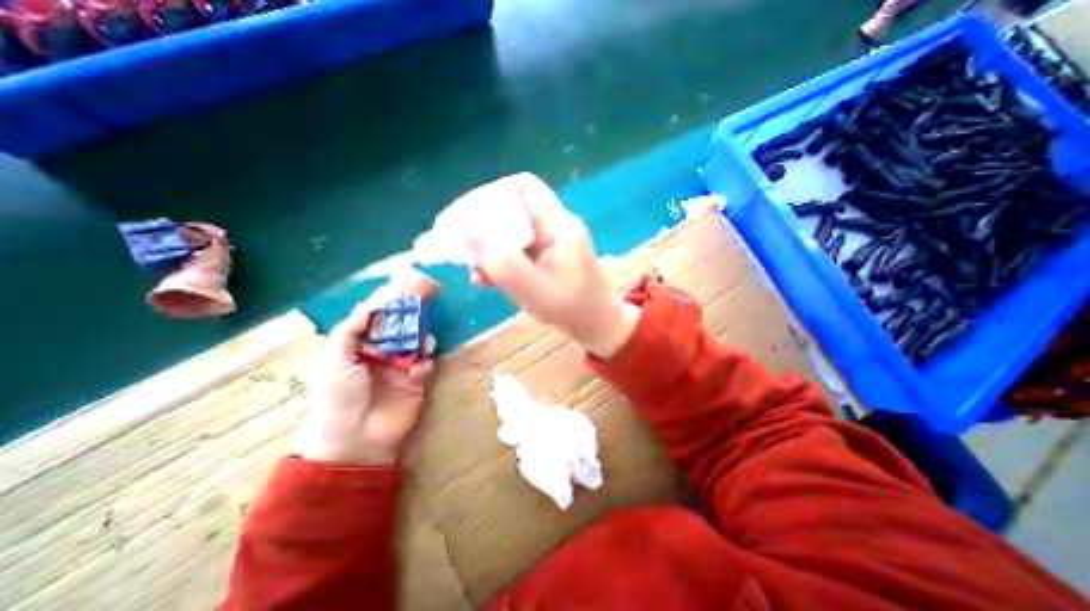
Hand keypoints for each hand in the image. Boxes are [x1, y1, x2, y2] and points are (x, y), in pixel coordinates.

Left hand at [293, 271, 440, 464]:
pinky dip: (425, 363)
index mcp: (360, 346)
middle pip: (402, 327)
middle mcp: (383, 353)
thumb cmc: (338, 397)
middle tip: (426, 299)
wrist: (355, 439)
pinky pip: (426, 363)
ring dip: (423, 339)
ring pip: (418, 342)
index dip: (389, 302)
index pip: (377, 318)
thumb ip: (350, 330)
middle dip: (412, 314)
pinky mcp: (417, 381)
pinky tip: (417, 372)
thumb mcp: (335, 360)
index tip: (402, 286)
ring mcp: (402, 366)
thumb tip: (368, 305)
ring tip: (422, 345)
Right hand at [453, 171, 639, 356]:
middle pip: (514, 208)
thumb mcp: (535, 292)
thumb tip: (466, 233)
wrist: (597, 326)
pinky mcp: (547, 258)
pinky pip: (519, 250)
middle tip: (462, 245)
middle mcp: (555, 227)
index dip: (494, 194)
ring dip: (490, 247)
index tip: (469, 217)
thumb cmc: (573, 311)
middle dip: (485, 226)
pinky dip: (500, 261)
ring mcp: (551, 243)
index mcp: (559, 225)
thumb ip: (503, 264)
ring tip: (472, 268)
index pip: (525, 187)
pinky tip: (484, 278)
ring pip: (513, 231)